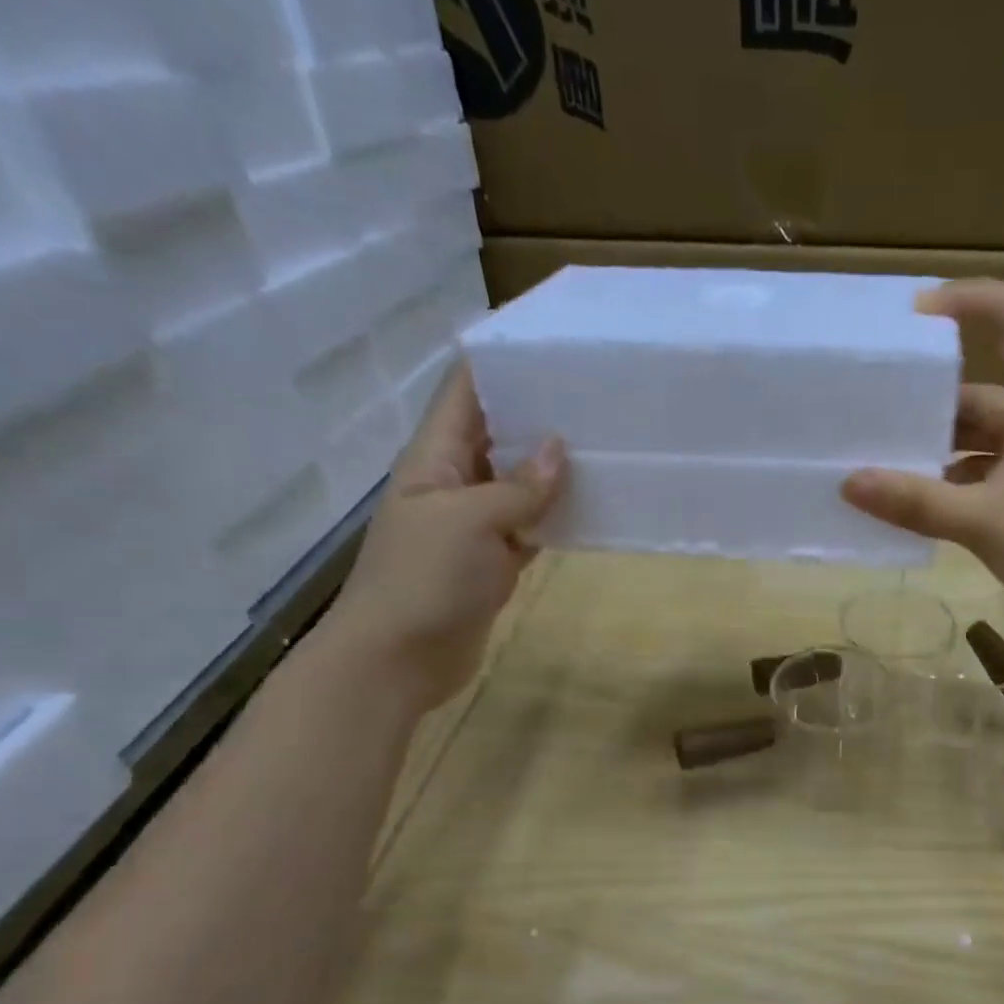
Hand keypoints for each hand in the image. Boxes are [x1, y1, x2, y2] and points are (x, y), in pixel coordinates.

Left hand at [318, 362, 566, 712]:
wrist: (399, 659)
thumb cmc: (424, 580)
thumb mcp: (470, 522)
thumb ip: (518, 487)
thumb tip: (559, 448)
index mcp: (434, 458)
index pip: (465, 393)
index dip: (499, 363)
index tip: (550, 345)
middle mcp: (454, 482)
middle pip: (497, 434)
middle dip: (538, 413)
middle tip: (595, 394)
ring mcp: (475, 524)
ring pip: (519, 482)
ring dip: (553, 467)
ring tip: (605, 441)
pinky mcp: (494, 560)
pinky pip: (530, 526)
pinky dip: (557, 515)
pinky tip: (594, 504)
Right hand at [840, 280, 1003, 624]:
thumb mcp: (983, 521)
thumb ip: (917, 503)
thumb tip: (850, 483)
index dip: (974, 300)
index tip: (919, 316)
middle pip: (983, 392)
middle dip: (930, 402)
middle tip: (875, 412)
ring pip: (980, 440)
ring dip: (937, 450)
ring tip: (883, 463)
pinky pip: (984, 477)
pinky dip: (951, 485)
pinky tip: (918, 506)